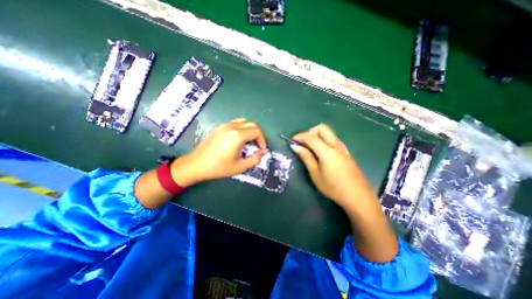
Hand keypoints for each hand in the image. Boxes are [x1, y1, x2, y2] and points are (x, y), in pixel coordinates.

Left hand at [171, 117, 268, 185]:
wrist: (196, 164)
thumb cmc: (219, 167)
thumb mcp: (240, 167)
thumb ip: (255, 159)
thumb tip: (263, 152)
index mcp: (237, 135)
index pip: (257, 131)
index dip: (262, 140)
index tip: (261, 149)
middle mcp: (232, 126)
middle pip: (252, 124)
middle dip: (258, 134)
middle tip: (257, 146)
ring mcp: (224, 125)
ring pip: (244, 122)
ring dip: (250, 130)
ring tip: (249, 142)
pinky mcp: (219, 127)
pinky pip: (235, 123)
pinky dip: (242, 128)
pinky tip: (238, 139)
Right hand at [291, 124, 373, 206]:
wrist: (358, 197)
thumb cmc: (333, 187)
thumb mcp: (316, 174)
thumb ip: (306, 157)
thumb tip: (295, 146)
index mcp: (327, 151)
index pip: (311, 136)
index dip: (299, 136)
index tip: (291, 141)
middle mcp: (336, 145)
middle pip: (322, 128)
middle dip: (309, 132)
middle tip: (302, 142)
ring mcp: (343, 147)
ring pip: (328, 132)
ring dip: (316, 135)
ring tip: (309, 147)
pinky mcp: (346, 151)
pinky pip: (332, 138)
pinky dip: (323, 139)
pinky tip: (320, 151)